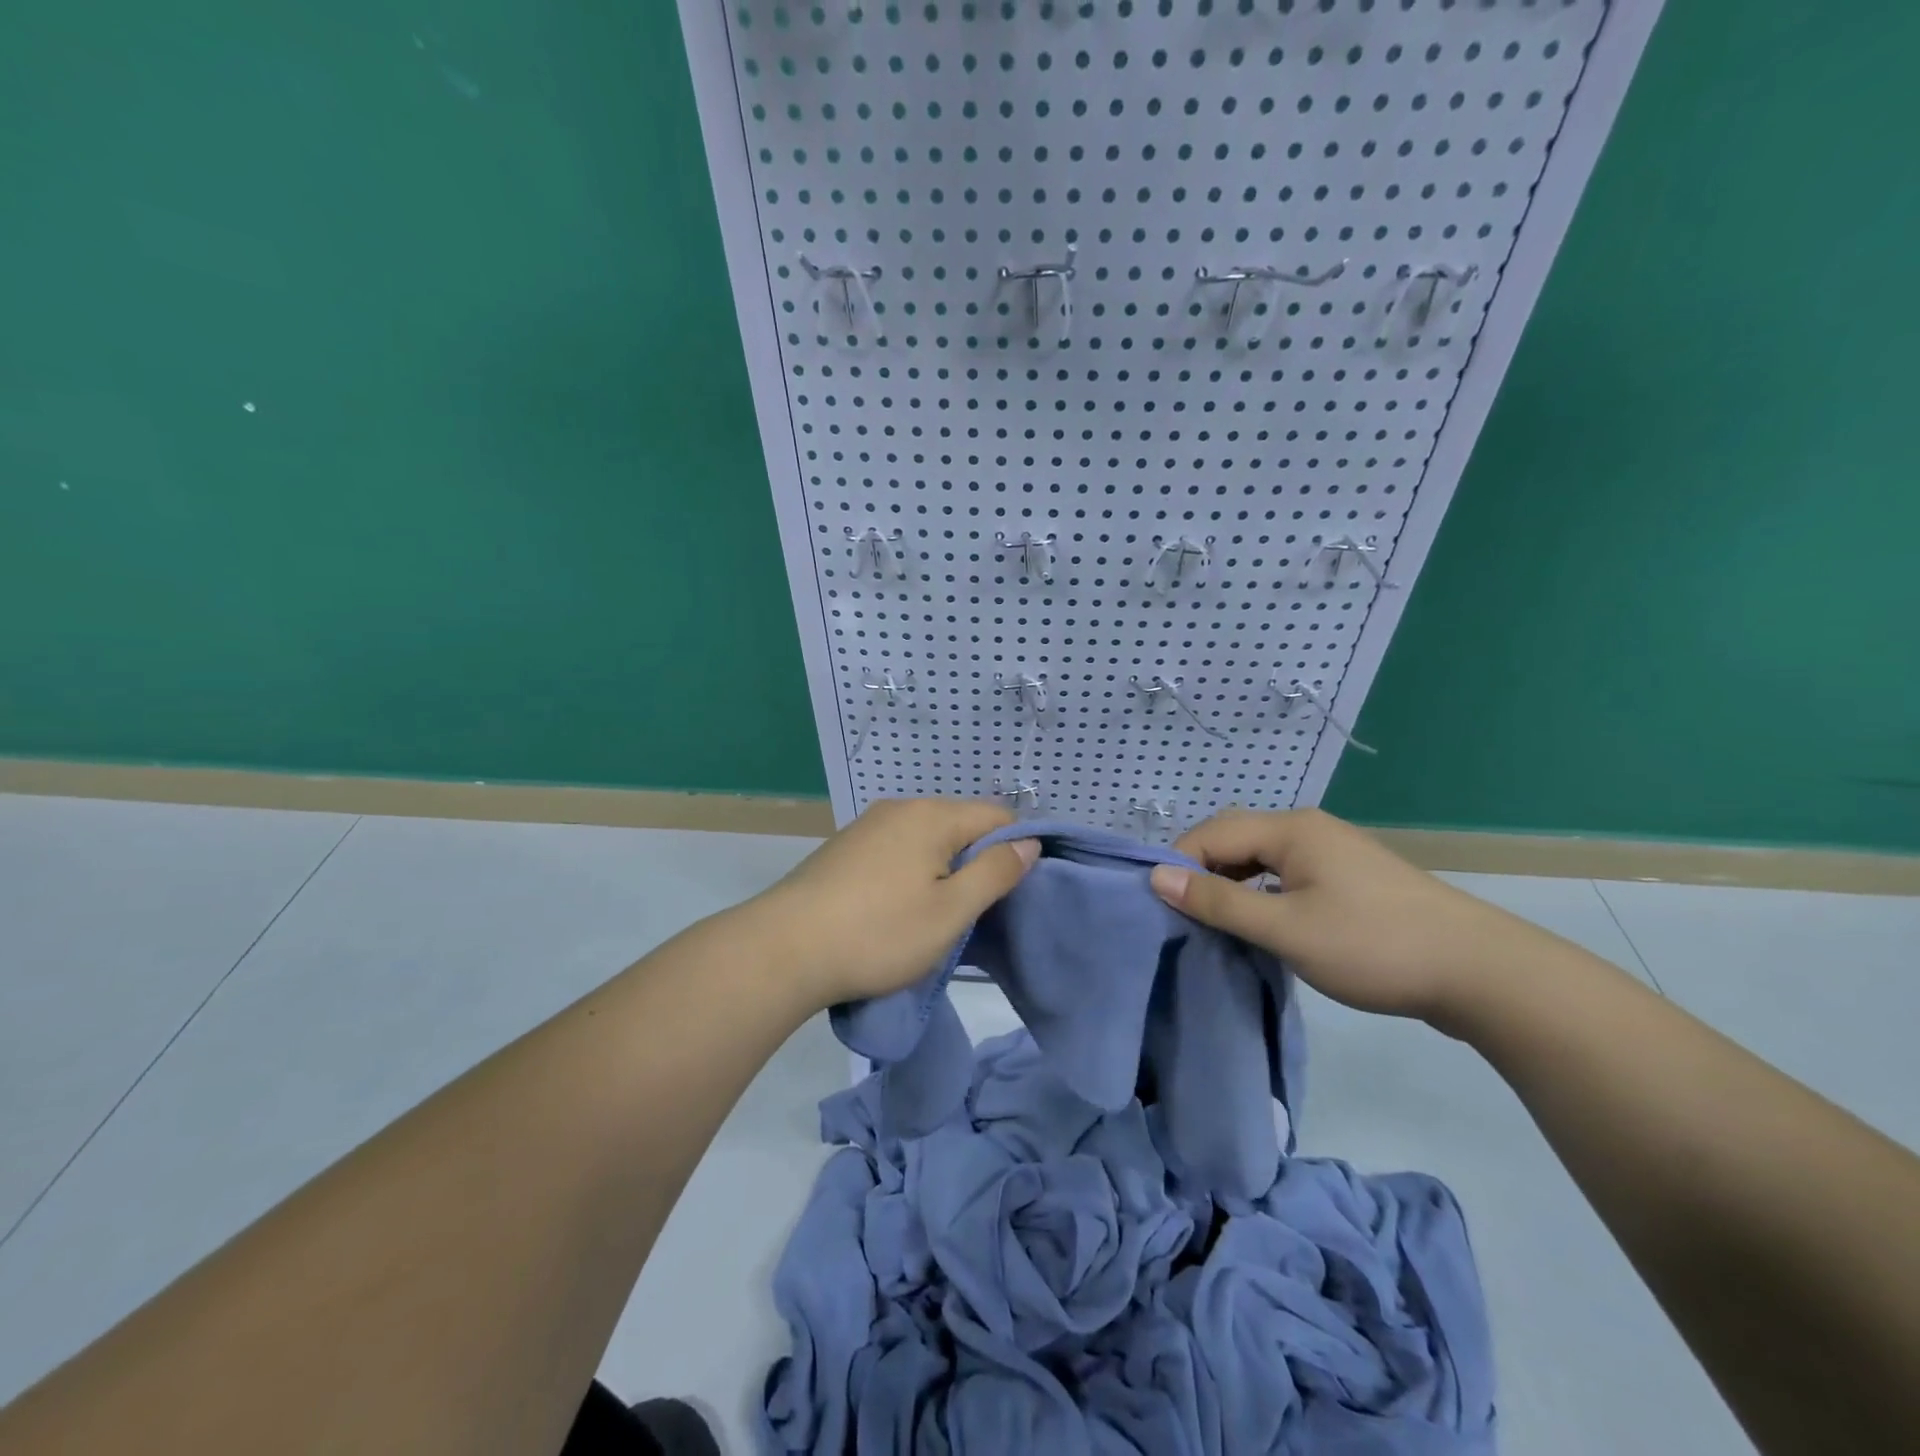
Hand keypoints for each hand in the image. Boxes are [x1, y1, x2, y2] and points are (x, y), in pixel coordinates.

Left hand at [750, 798, 1041, 1009]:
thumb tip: (1029, 843)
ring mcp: (867, 826)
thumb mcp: (950, 911)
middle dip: (976, 862)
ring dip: (941, 871)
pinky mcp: (844, 848)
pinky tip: (895, 909)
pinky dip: (910, 873)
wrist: (783, 950)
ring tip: (934, 916)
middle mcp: (900, 808)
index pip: (997, 817)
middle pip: (960, 825)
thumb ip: (995, 873)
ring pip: (926, 840)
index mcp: (931, 815)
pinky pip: (896, 850)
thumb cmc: (879, 933)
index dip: (1015, 851)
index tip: (1012, 895)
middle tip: (973, 913)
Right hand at [1148, 808, 1542, 1024]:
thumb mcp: (1285, 928)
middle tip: (1182, 915)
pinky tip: (1259, 924)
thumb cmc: (1373, 946)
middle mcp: (1308, 828)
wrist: (1480, 972)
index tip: (1159, 906)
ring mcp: (1332, 852)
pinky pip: (1286, 875)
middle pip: (1235, 839)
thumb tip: (1156, 877)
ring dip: (1231, 885)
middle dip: (1202, 872)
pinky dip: (1261, 894)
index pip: (1212, 833)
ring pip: (1261, 858)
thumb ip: (1218, 901)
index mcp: (1291, 829)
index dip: (1178, 865)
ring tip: (1214, 923)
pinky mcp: (1349, 879)